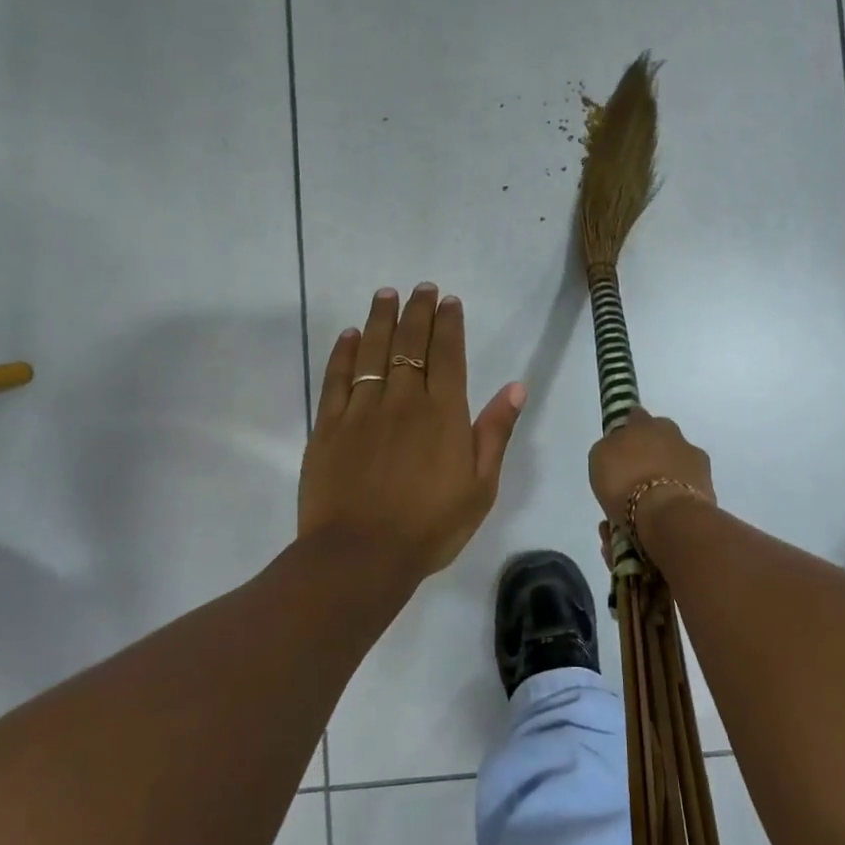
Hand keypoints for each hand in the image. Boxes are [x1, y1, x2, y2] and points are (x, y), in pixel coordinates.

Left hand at [300, 284, 525, 580]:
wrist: (361, 556)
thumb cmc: (430, 526)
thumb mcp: (480, 486)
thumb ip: (495, 432)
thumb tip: (515, 386)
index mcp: (444, 413)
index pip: (447, 354)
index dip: (449, 324)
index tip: (449, 301)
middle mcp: (403, 400)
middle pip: (410, 344)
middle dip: (418, 311)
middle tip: (421, 287)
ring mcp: (362, 411)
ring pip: (372, 352)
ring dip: (381, 320)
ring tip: (386, 294)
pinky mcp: (329, 427)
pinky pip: (337, 379)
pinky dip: (344, 353)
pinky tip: (349, 334)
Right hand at [588, 408, 715, 533]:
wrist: (668, 515)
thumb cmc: (626, 481)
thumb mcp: (599, 458)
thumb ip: (610, 447)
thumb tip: (618, 447)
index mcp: (645, 423)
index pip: (635, 417)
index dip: (628, 430)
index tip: (621, 445)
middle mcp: (674, 435)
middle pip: (660, 439)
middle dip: (650, 452)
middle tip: (634, 476)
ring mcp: (696, 460)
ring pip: (676, 464)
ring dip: (665, 476)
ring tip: (648, 504)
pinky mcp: (709, 487)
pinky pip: (685, 489)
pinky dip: (675, 499)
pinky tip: (662, 517)